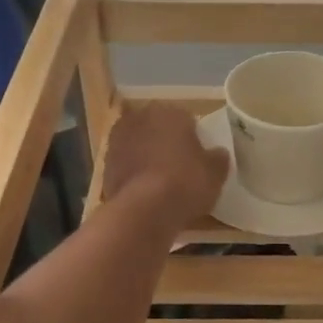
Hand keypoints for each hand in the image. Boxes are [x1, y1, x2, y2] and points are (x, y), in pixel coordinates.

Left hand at [100, 104, 228, 228]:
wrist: (145, 210)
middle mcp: (141, 118)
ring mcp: (118, 140)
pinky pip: (126, 165)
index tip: (198, 155)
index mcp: (170, 112)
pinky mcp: (105, 164)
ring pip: (139, 144)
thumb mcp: (216, 172)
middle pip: (158, 128)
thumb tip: (217, 153)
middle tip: (179, 165)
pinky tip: (144, 192)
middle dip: (166, 142)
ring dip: (146, 156)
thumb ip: (217, 158)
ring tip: (160, 180)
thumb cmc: (186, 182)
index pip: (186, 119)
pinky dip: (134, 173)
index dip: (193, 137)